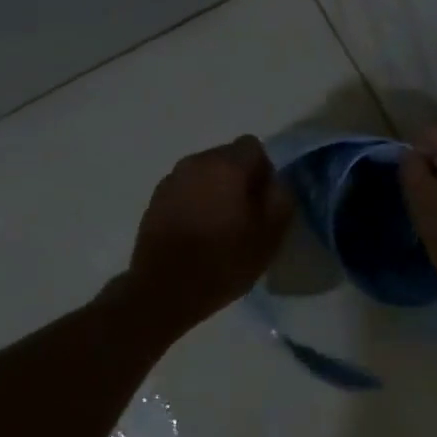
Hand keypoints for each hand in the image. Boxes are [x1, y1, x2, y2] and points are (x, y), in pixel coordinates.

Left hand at [125, 136, 294, 332]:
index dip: (264, 171)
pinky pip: (185, 190)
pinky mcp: (155, 200)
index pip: (254, 146)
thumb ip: (281, 199)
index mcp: (226, 165)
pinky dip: (195, 203)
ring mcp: (171, 180)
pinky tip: (197, 233)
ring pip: (205, 174)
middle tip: (245, 217)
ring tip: (219, 227)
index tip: (263, 202)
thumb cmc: (223, 261)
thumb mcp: (270, 235)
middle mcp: (196, 162)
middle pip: (227, 157)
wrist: (164, 290)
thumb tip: (277, 183)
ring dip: (216, 191)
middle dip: (239, 180)